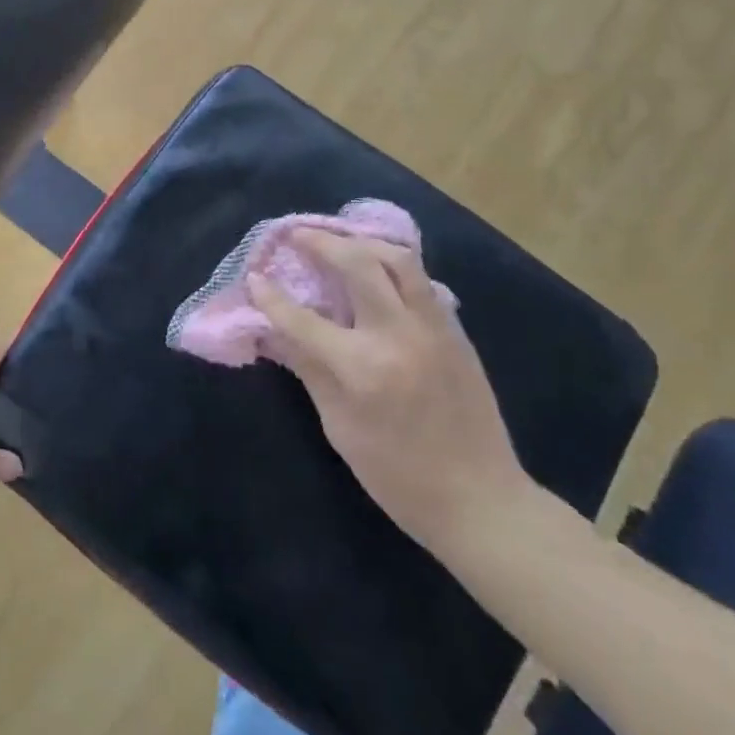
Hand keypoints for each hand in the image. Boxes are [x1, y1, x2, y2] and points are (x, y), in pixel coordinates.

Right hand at [247, 232, 534, 555]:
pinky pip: (421, 281)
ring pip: (398, 260)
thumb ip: (309, 370)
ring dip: (363, 243)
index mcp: (362, 367)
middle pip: (358, 264)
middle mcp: (398, 335)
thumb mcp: (340, 428)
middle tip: (297, 234)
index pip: (303, 318)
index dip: (272, 296)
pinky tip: (377, 268)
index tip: (254, 276)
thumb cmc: (398, 476)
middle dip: (322, 242)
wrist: (480, 499)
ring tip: (339, 241)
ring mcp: (433, 328)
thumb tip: (274, 333)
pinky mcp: (455, 331)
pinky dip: (393, 265)